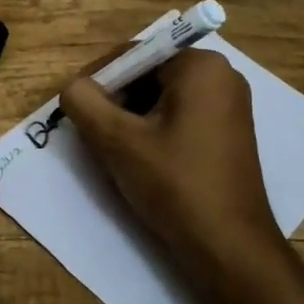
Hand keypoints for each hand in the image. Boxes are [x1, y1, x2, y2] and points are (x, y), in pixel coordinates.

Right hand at [58, 48, 290, 301]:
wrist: (230, 249)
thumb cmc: (175, 185)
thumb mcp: (117, 141)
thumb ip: (84, 102)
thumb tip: (73, 87)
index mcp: (201, 66)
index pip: (133, 54)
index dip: (99, 81)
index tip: (78, 111)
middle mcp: (222, 76)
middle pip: (147, 75)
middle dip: (116, 102)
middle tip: (95, 135)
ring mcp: (229, 106)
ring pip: (160, 99)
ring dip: (131, 120)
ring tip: (115, 152)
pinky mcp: (228, 133)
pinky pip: (179, 117)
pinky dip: (154, 132)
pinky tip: (141, 161)